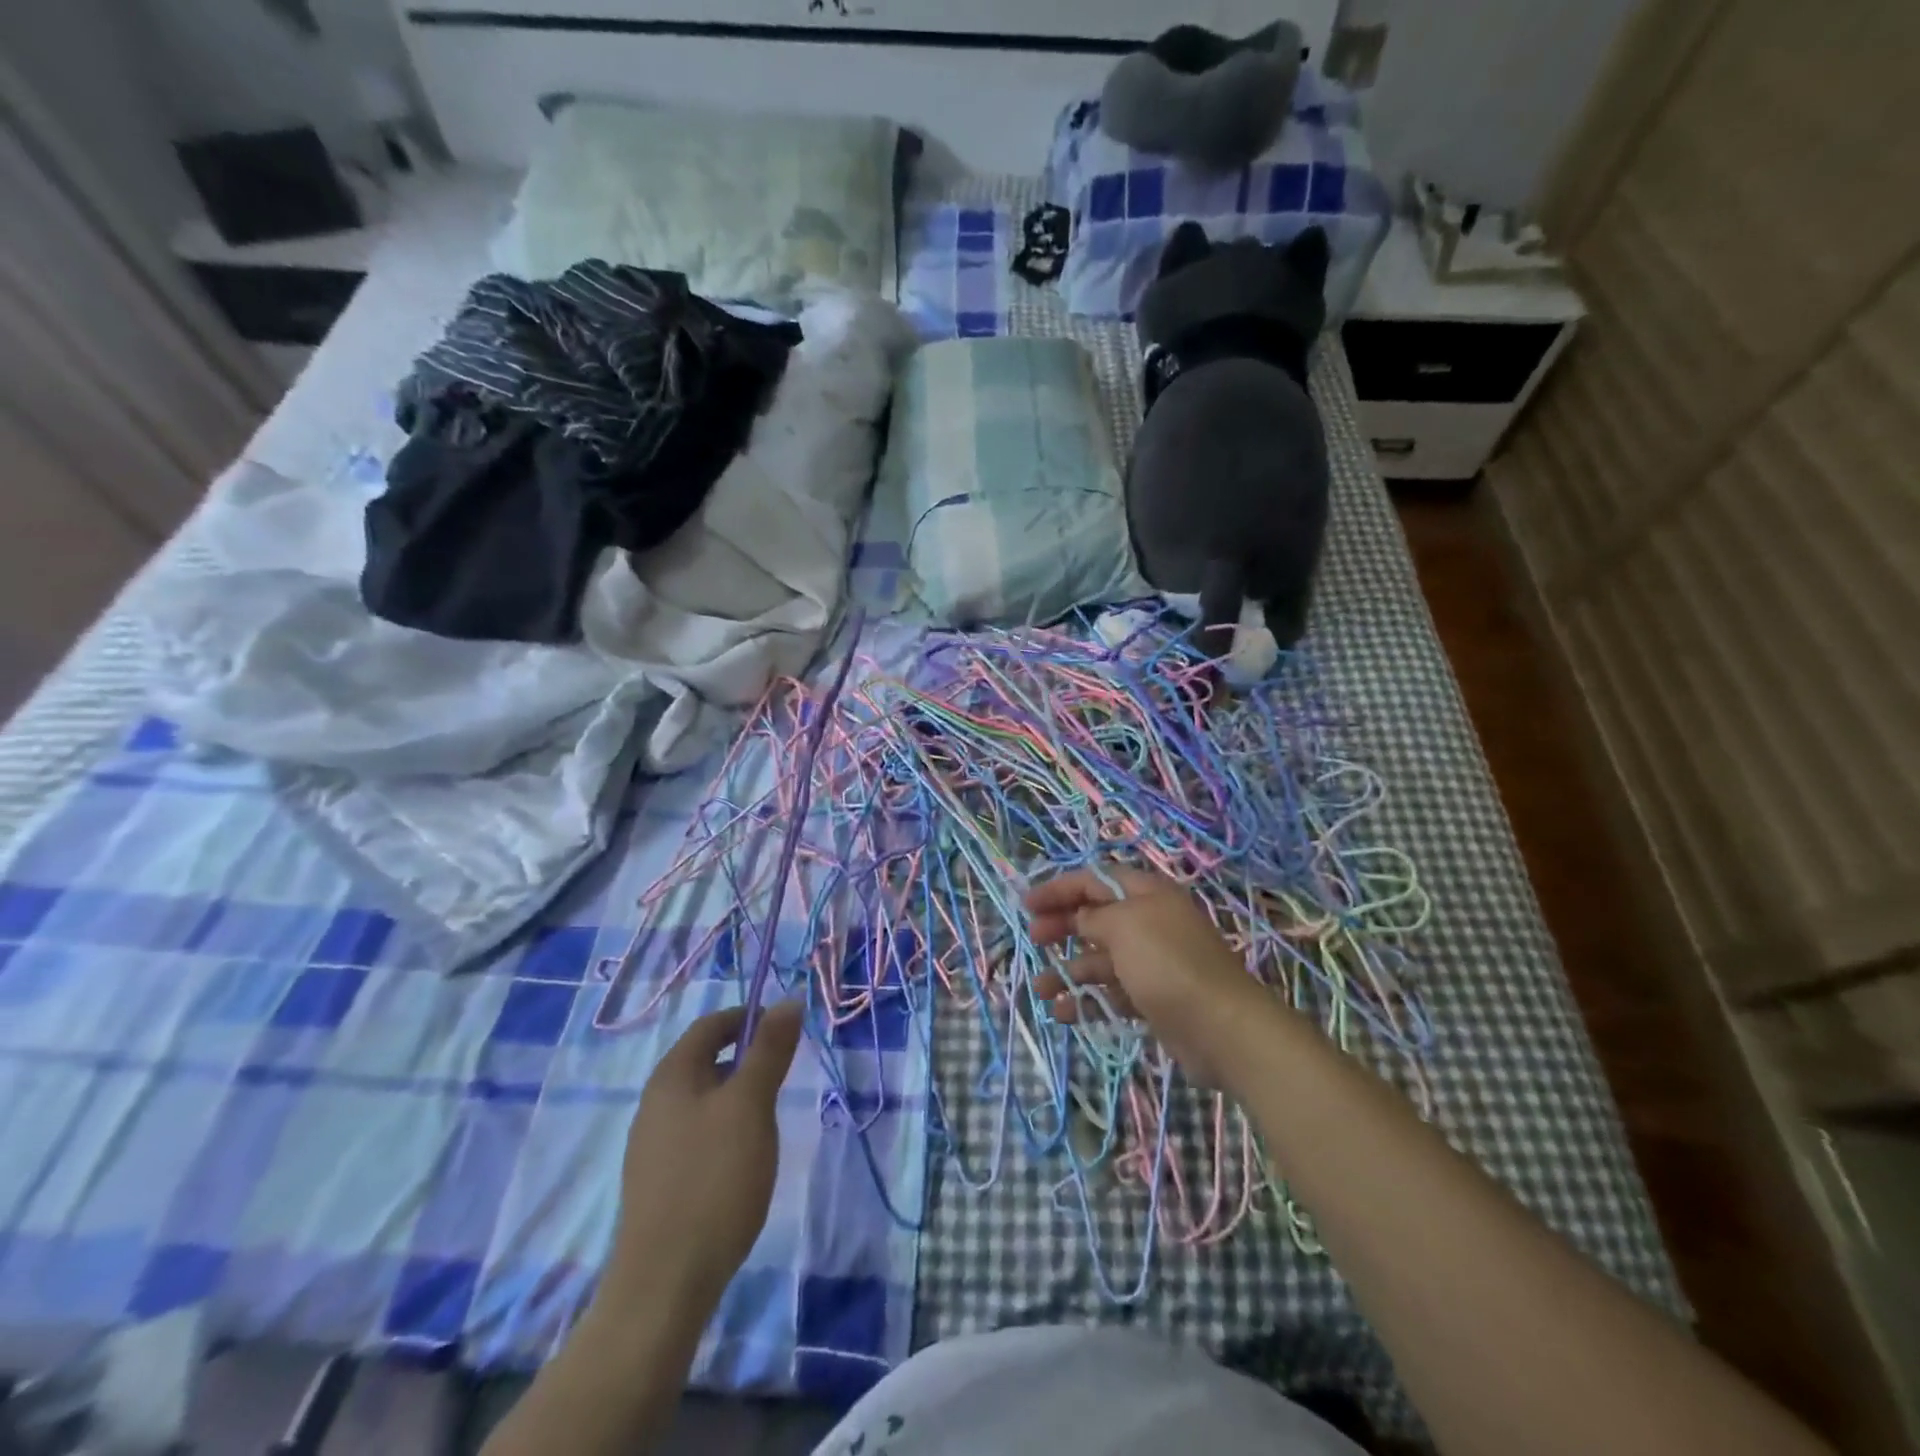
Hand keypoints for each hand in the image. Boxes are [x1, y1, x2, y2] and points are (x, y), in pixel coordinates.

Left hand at [601, 1002, 804, 1317]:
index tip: (786, 1031)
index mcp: (672, 1076)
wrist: (664, 1284)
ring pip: (702, 1099)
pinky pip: (695, 1133)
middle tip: (783, 1077)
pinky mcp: (658, 1181)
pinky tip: (742, 1161)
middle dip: (746, 1059)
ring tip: (768, 1120)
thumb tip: (788, 1000)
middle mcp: (654, 1102)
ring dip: (737, 1096)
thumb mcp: (751, 1105)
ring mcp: (652, 1144)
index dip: (748, 1017)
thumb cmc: (714, 1179)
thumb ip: (769, 1050)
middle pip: (704, 1060)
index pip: (710, 1025)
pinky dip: (724, 1129)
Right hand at [1026, 866, 1266, 1087]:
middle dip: (1062, 926)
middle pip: (1096, 917)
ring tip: (1041, 989)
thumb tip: (1081, 919)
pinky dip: (1086, 1000)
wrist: (1221, 1028)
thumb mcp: (1124, 926)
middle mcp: (1149, 923)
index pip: (1095, 880)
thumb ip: (1094, 917)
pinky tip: (1062, 1012)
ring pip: (1099, 959)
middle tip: (1033, 939)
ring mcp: (1151, 963)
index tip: (1027, 904)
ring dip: (1068, 970)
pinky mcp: (1152, 999)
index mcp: (1147, 895)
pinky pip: (1111, 993)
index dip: (1060, 888)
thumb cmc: (1167, 964)